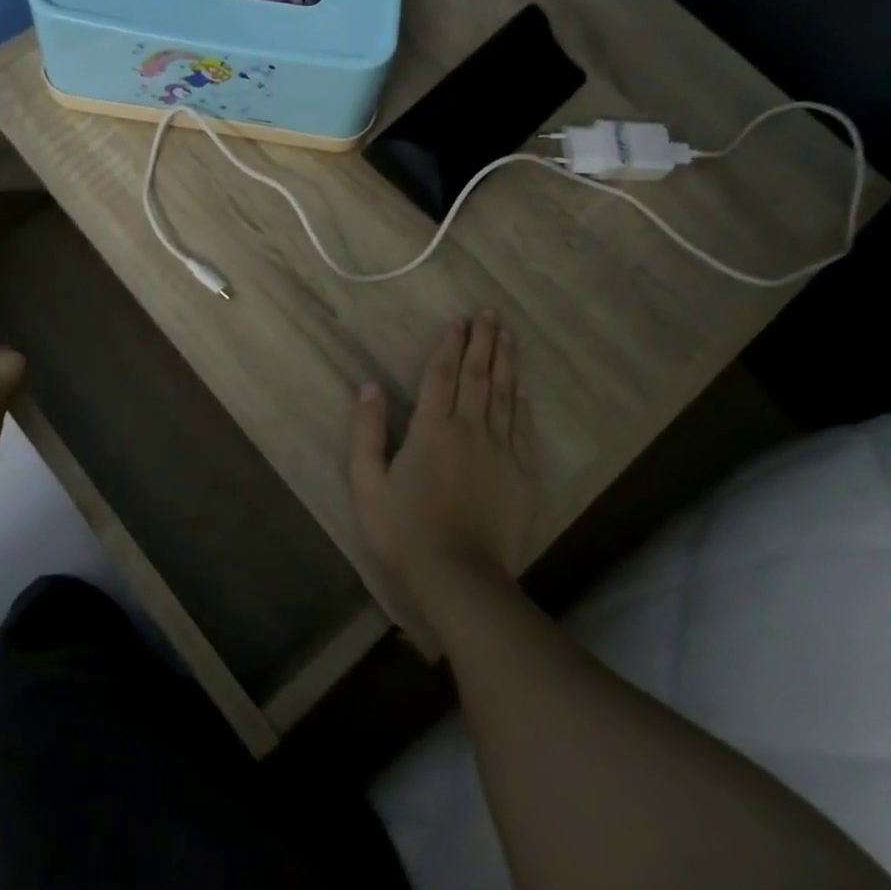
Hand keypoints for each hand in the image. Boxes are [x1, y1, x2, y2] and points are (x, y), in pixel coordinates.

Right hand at [348, 311, 538, 617]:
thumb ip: (366, 431)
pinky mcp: (522, 475)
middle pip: (478, 376)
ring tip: (508, 335)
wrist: (460, 576)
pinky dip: (522, 404)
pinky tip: (523, 389)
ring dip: (506, 362)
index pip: (441, 376)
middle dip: (483, 342)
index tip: (458, 320)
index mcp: (432, 429)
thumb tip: (369, 387)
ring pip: (505, 396)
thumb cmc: (404, 530)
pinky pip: (523, 429)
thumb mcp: (367, 483)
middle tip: (489, 313)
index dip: (449, 345)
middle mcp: (471, 429)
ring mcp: (501, 451)